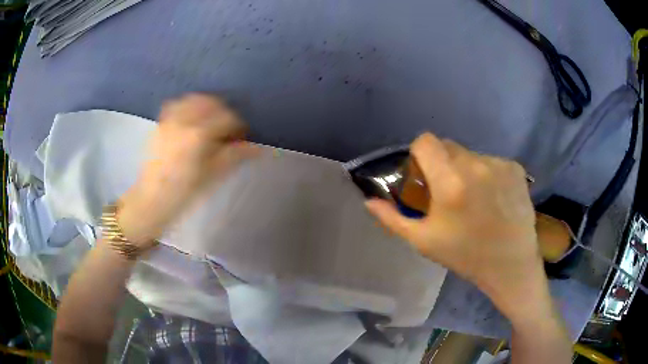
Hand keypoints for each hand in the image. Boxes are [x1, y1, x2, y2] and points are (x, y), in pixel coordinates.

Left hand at [117, 94, 257, 247]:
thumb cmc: (185, 191)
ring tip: (209, 121)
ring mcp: (170, 120)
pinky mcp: (161, 123)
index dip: (239, 126)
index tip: (241, 136)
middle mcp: (184, 121)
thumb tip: (258, 148)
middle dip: (224, 112)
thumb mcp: (213, 175)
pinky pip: (176, 104)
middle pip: (212, 103)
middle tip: (227, 129)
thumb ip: (235, 156)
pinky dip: (187, 106)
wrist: (153, 198)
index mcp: (199, 135)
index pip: (228, 118)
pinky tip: (190, 119)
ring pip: (193, 99)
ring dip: (206, 106)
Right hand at [365, 133, 549, 323]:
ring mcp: (499, 164)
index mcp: (450, 182)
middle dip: (442, 163)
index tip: (423, 175)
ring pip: (471, 154)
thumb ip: (393, 218)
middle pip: (448, 146)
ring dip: (466, 170)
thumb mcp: (424, 241)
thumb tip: (369, 201)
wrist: (511, 265)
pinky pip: (492, 162)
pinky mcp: (516, 168)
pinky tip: (494, 199)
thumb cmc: (466, 256)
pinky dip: (487, 174)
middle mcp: (476, 165)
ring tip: (474, 199)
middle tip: (447, 191)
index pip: (426, 141)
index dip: (419, 154)